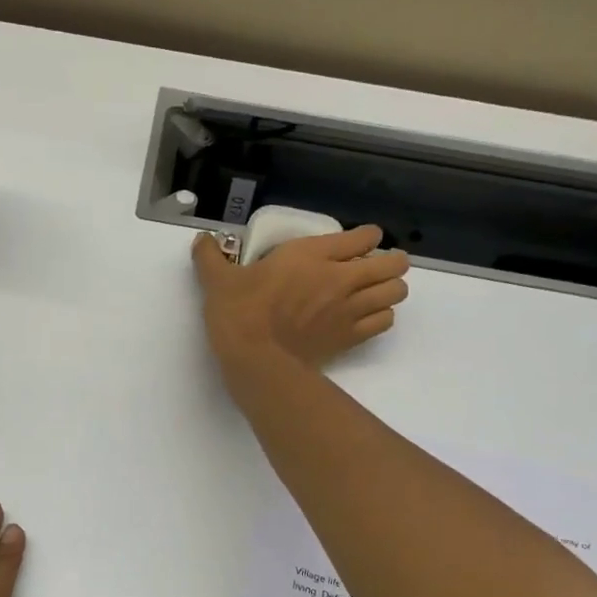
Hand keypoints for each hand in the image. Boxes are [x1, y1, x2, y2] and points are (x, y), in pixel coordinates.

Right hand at [192, 226, 408, 383]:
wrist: (256, 360)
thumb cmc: (240, 314)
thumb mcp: (218, 281)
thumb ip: (210, 257)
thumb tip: (201, 239)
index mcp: (312, 255)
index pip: (364, 236)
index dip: (367, 237)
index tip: (358, 242)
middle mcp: (341, 278)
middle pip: (392, 264)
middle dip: (390, 262)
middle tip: (374, 267)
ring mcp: (350, 309)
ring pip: (395, 292)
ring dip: (390, 289)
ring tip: (375, 292)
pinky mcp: (350, 337)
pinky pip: (384, 321)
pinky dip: (382, 316)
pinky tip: (367, 318)